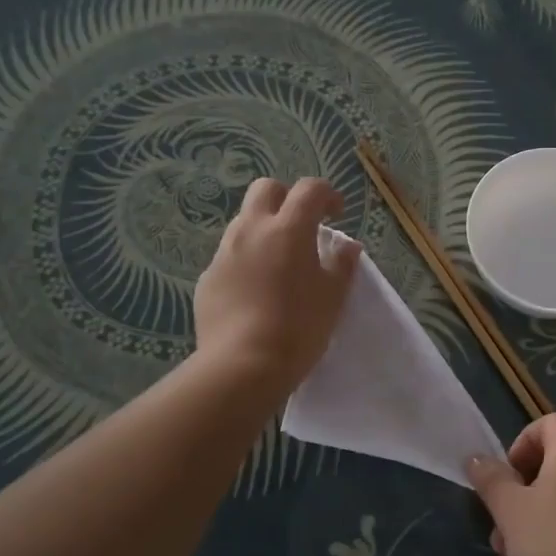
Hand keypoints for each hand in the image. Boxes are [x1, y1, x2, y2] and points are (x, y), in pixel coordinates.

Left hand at [193, 177, 360, 397]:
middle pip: (266, 189)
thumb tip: (347, 246)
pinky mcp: (208, 278)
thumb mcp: (333, 297)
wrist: (242, 366)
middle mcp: (251, 230)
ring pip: (244, 222)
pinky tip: (256, 291)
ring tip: (279, 262)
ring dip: (264, 229)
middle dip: (287, 198)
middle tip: (303, 226)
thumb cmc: (298, 328)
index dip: (327, 195)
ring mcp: (224, 253)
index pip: (310, 189)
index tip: (336, 214)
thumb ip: (342, 264)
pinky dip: (246, 261)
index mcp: (288, 229)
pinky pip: (229, 256)